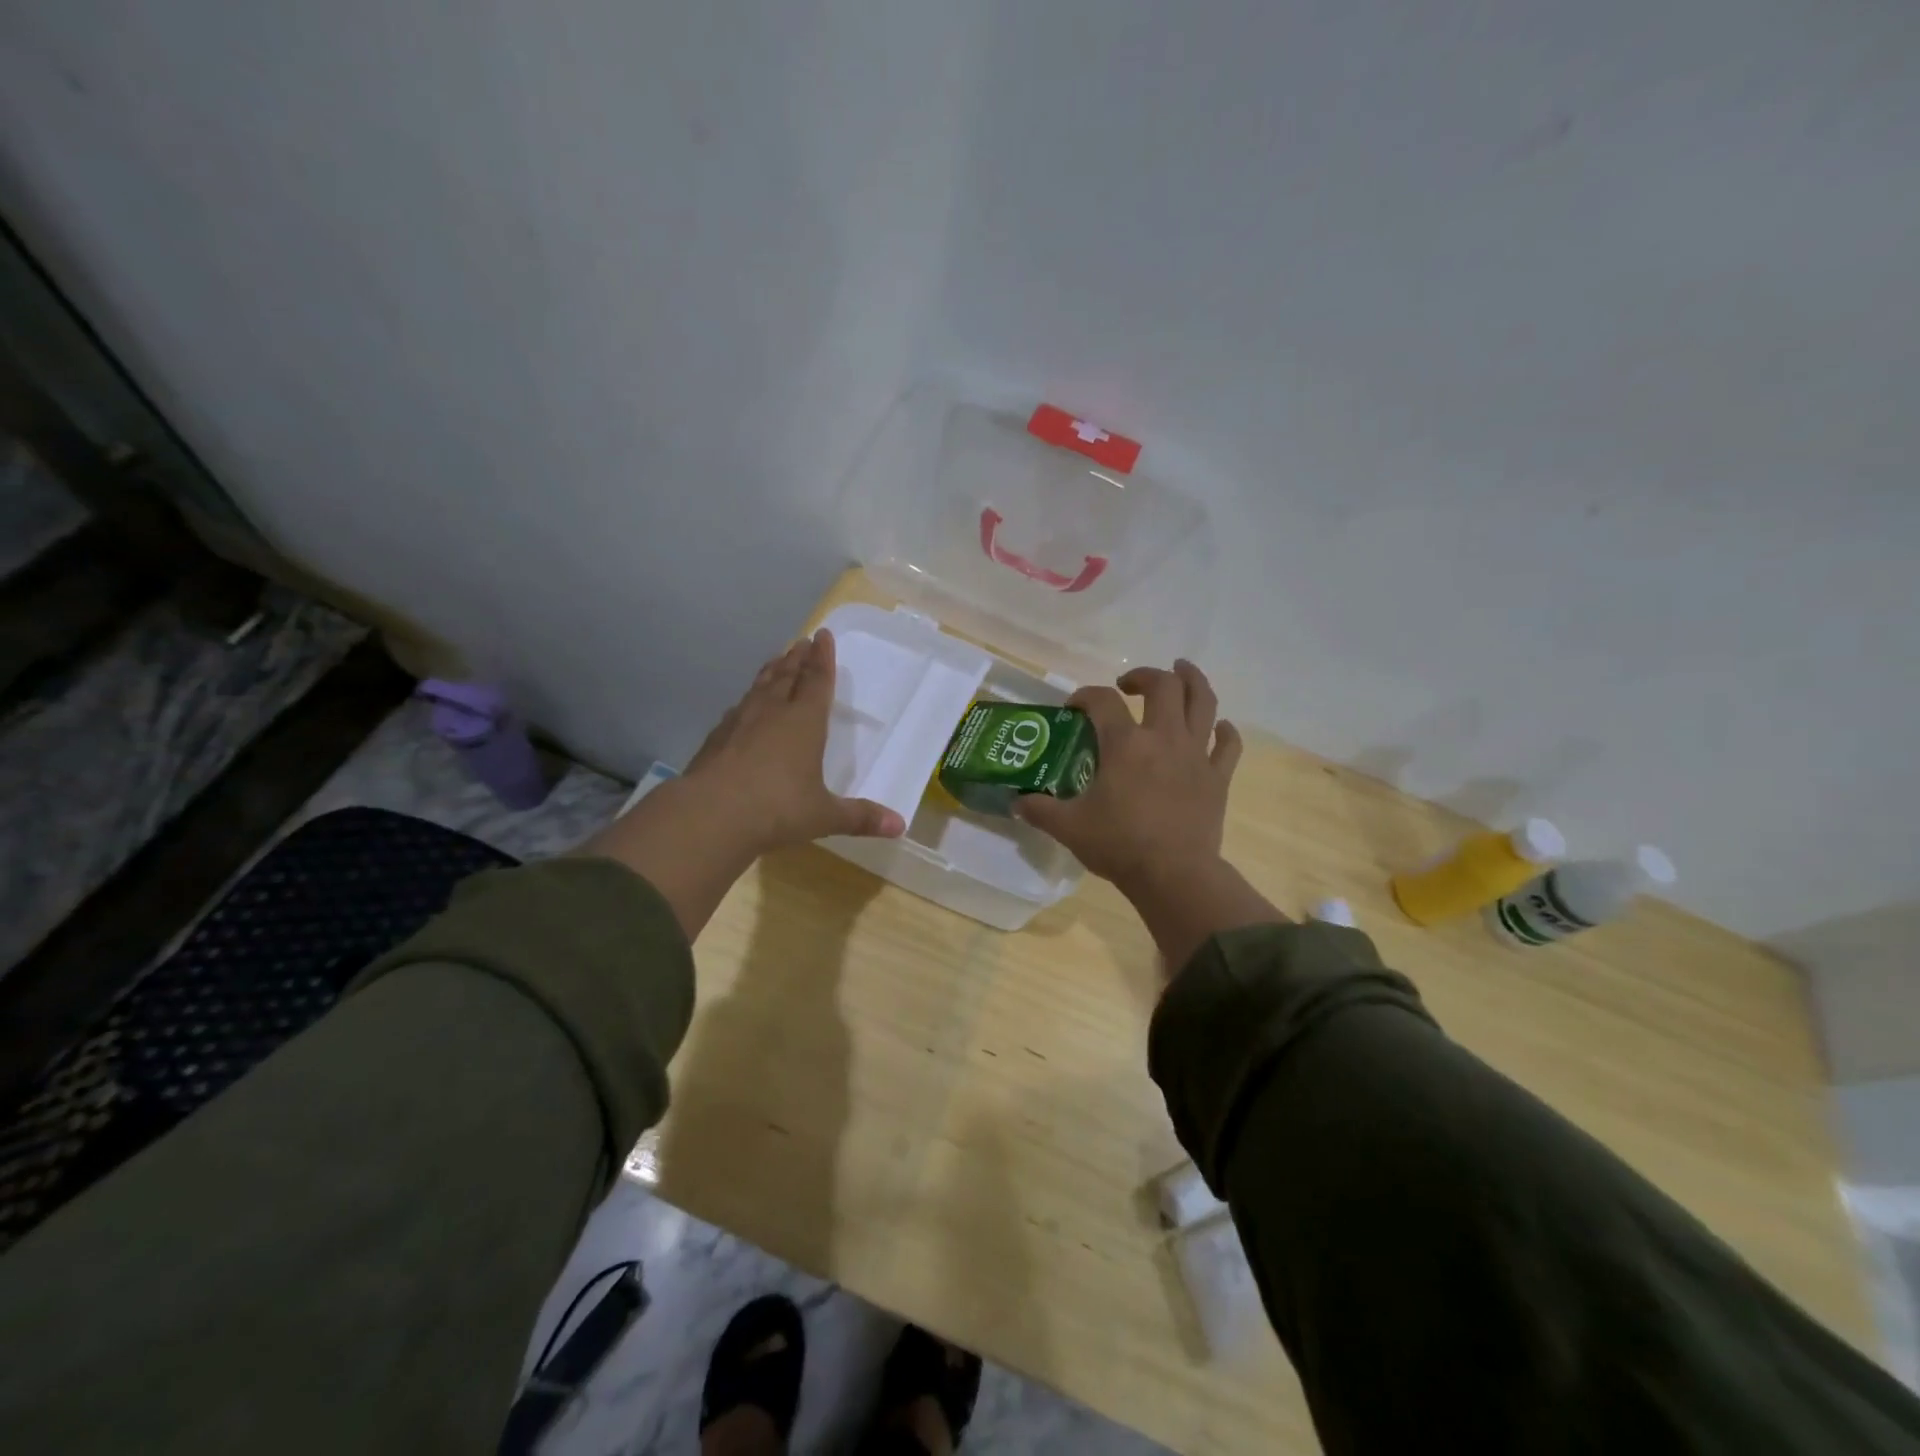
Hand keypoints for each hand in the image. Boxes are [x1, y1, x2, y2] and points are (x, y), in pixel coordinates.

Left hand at [681, 629, 905, 852]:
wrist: (710, 815)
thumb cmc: (778, 809)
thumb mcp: (824, 816)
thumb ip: (860, 817)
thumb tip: (900, 826)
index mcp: (804, 722)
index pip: (817, 681)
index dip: (822, 658)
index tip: (822, 635)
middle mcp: (772, 713)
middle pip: (787, 676)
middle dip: (797, 658)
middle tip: (802, 641)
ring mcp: (740, 723)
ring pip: (759, 687)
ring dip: (771, 672)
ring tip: (777, 660)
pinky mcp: (716, 739)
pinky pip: (737, 709)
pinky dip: (746, 701)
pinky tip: (743, 706)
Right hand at [1014, 660, 1241, 893]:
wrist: (1174, 875)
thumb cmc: (1119, 845)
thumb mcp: (1068, 827)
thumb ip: (1040, 810)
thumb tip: (1016, 803)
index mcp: (1125, 744)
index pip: (1103, 701)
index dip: (1085, 696)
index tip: (1074, 707)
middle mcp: (1164, 738)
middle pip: (1164, 686)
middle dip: (1145, 676)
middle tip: (1130, 685)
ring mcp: (1196, 755)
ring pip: (1203, 703)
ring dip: (1193, 681)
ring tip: (1182, 671)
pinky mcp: (1218, 778)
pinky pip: (1228, 745)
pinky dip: (1224, 731)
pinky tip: (1219, 727)